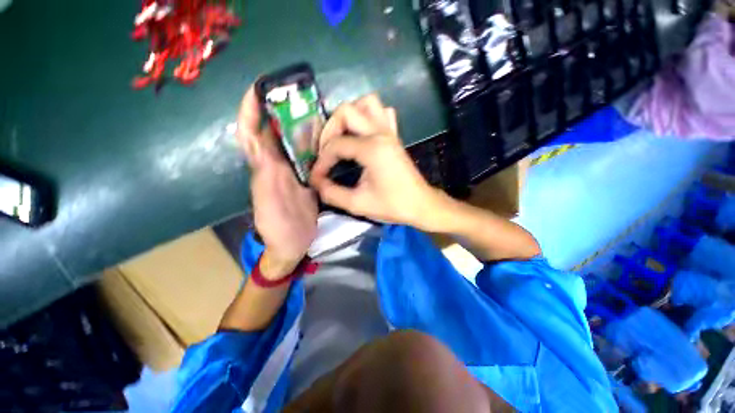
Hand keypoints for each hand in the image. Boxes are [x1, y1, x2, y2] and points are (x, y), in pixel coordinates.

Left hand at [237, 86, 317, 277]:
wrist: (293, 243)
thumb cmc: (277, 227)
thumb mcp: (267, 203)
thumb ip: (266, 177)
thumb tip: (265, 148)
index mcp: (264, 169)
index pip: (252, 134)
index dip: (250, 111)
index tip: (257, 88)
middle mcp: (277, 166)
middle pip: (274, 133)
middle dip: (278, 110)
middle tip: (294, 93)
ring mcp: (294, 172)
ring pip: (294, 143)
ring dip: (299, 125)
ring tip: (313, 109)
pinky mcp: (308, 179)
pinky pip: (310, 157)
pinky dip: (315, 145)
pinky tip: (326, 137)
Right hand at [310, 95, 441, 227]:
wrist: (420, 205)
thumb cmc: (392, 205)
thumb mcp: (358, 204)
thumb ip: (332, 193)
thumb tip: (316, 182)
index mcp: (372, 149)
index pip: (336, 145)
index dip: (321, 161)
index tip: (317, 177)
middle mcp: (380, 133)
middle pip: (346, 111)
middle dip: (329, 129)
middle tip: (325, 151)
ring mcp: (390, 131)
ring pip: (366, 103)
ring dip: (350, 116)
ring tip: (342, 136)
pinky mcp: (395, 135)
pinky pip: (382, 112)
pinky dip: (368, 116)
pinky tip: (363, 132)